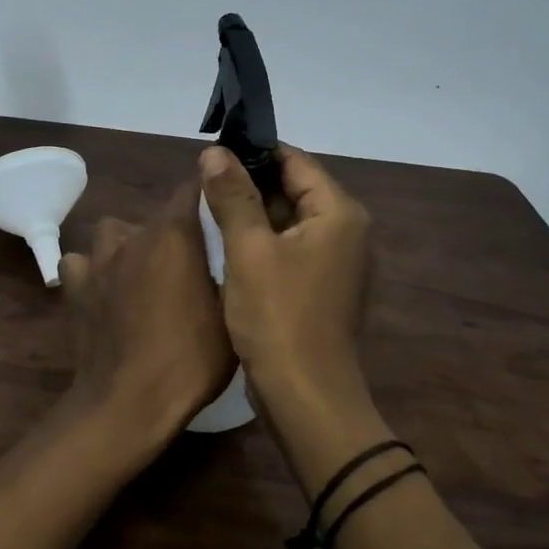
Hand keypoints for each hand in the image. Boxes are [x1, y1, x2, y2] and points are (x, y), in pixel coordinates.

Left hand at [58, 181, 235, 448]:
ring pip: (115, 233)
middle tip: (192, 262)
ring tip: (145, 273)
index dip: (210, 192)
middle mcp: (133, 236)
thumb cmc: (190, 359)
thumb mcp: (231, 315)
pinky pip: (82, 263)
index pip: (193, 188)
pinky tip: (106, 291)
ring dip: (130, 245)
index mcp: (174, 235)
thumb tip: (233, 249)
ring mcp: (99, 261)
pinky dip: (93, 271)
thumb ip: (231, 271)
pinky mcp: (75, 287)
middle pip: (157, 216)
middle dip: (176, 231)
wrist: (128, 402)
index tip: (224, 205)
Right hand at [198, 144, 371, 406]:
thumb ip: (233, 196)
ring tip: (207, 206)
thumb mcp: (249, 250)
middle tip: (202, 180)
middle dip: (248, 182)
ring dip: (252, 212)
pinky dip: (261, 240)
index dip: (253, 152)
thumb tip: (214, 152)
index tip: (212, 152)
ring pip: (288, 218)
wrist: (305, 396)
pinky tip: (227, 243)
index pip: (294, 161)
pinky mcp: (320, 285)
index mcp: (338, 213)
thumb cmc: (278, 317)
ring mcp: (335, 260)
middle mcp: (345, 230)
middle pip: (293, 187)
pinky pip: (289, 246)